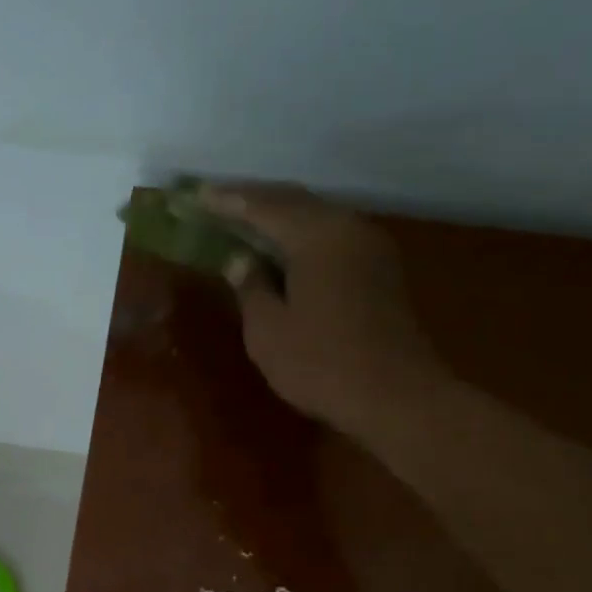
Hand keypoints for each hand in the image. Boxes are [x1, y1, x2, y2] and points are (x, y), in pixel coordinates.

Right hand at [200, 183, 444, 432]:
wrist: (396, 397)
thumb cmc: (321, 363)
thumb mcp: (268, 330)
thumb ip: (250, 287)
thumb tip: (240, 260)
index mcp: (317, 235)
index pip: (263, 206)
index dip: (226, 201)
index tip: (195, 194)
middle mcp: (348, 228)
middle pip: (294, 201)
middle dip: (254, 200)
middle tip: (216, 201)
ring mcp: (370, 248)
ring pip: (316, 217)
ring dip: (279, 216)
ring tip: (244, 221)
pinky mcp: (379, 271)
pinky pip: (331, 237)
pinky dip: (301, 236)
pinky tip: (282, 249)